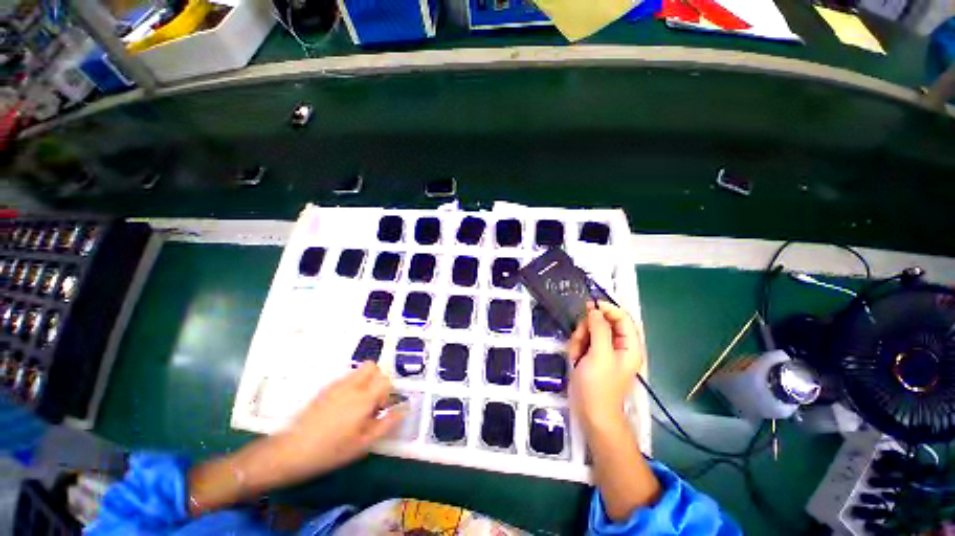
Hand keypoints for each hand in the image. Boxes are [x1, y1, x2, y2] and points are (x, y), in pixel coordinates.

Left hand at [264, 362, 404, 482]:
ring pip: (359, 371)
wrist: (291, 451)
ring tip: (356, 406)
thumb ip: (387, 423)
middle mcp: (351, 385)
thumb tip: (404, 409)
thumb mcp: (363, 443)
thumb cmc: (331, 450)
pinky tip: (342, 408)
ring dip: (365, 382)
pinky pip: (346, 379)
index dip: (388, 392)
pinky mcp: (324, 389)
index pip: (386, 379)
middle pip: (373, 367)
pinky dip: (351, 386)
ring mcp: (336, 385)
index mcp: (363, 398)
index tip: (380, 408)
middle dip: (377, 379)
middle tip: (371, 401)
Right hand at [566, 302, 659, 520]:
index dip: (608, 309)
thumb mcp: (599, 354)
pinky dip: (577, 347)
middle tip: (581, 339)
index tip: (589, 306)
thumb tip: (595, 309)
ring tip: (577, 354)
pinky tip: (575, 359)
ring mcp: (604, 351)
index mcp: (629, 345)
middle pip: (603, 322)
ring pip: (590, 331)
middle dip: (588, 328)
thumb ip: (599, 329)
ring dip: (580, 339)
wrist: (590, 413)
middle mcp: (619, 345)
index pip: (622, 317)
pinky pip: (583, 341)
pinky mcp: (593, 356)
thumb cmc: (599, 385)